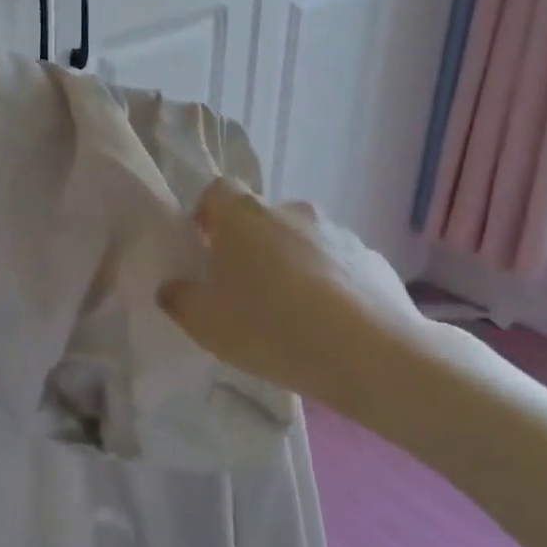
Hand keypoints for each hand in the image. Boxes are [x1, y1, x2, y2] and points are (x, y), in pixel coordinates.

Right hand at [157, 179, 416, 405]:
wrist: (373, 355)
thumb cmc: (272, 328)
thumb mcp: (205, 323)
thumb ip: (178, 298)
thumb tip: (173, 287)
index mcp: (243, 215)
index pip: (216, 191)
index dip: (207, 217)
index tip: (205, 251)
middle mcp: (290, 210)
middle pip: (259, 218)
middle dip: (250, 246)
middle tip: (245, 291)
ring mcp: (337, 231)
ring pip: (301, 241)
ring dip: (291, 264)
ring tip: (292, 313)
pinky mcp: (373, 259)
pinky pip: (337, 265)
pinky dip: (329, 283)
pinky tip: (330, 324)